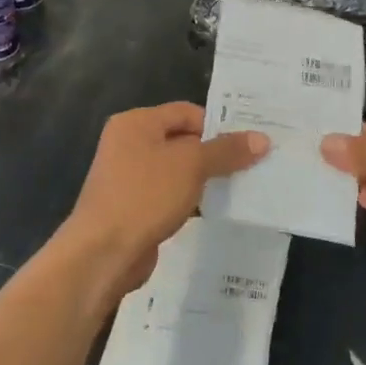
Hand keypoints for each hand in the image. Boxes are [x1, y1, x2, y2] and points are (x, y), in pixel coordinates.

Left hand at [60, 102, 267, 297]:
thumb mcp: (191, 166)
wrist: (103, 253)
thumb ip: (226, 151)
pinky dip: (190, 198)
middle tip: (252, 163)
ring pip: (177, 169)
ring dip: (204, 178)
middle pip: (181, 139)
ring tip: (241, 186)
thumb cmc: (145, 195)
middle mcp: (128, 143)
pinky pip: (169, 194)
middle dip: (214, 152)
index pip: (186, 112)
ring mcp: (128, 177)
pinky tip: (214, 209)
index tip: (248, 143)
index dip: (217, 125)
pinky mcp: (133, 206)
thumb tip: (262, 138)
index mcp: (136, 122)